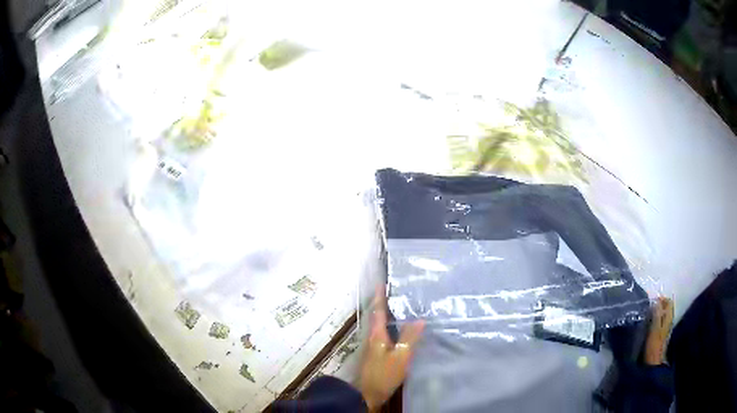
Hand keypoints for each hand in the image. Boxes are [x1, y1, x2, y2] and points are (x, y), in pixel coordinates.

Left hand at [358, 287, 424, 410]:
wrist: (368, 394)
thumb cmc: (384, 374)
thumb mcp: (401, 356)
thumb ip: (409, 338)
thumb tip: (420, 318)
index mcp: (376, 334)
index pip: (378, 310)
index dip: (380, 296)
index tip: (383, 282)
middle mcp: (372, 336)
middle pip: (378, 316)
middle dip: (386, 303)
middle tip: (399, 292)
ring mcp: (373, 345)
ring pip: (381, 325)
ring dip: (389, 314)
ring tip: (403, 307)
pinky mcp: (376, 353)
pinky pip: (384, 333)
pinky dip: (391, 326)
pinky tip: (401, 330)